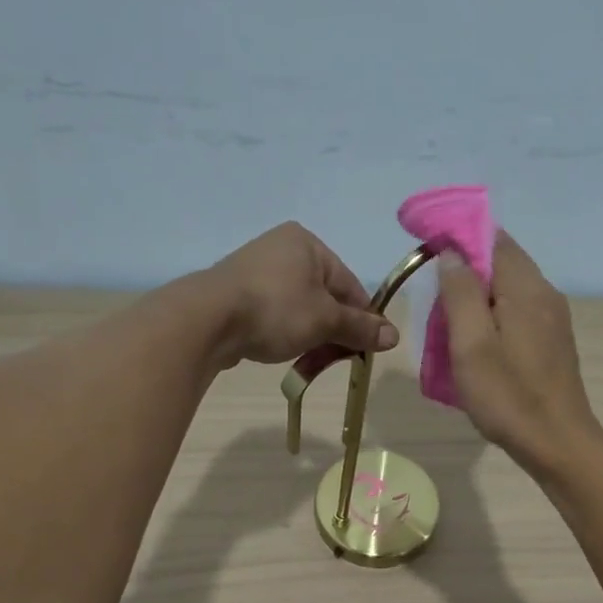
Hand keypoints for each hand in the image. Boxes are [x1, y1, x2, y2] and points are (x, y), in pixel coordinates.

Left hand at [204, 223, 397, 366]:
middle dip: (333, 329)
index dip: (362, 318)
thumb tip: (394, 336)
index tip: (366, 348)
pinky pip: (273, 313)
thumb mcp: (326, 321)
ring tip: (309, 359)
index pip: (349, 284)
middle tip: (337, 357)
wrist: (208, 320)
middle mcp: (281, 248)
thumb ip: (360, 328)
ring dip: (310, 334)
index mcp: (308, 243)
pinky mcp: (235, 292)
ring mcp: (255, 269)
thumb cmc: (277, 310)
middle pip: (324, 296)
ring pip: (299, 307)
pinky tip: (282, 350)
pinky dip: (283, 332)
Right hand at [435, 232, 602, 474]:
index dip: (459, 238)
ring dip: (478, 295)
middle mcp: (546, 294)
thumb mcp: (472, 345)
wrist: (558, 444)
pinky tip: (477, 342)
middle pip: (502, 262)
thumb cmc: (508, 397)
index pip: (493, 239)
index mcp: (527, 288)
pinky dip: (494, 315)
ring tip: (449, 322)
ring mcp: (554, 319)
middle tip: (434, 297)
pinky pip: (518, 312)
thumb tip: (451, 252)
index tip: (428, 251)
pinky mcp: (553, 342)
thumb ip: (461, 293)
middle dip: (466, 269)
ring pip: (510, 288)